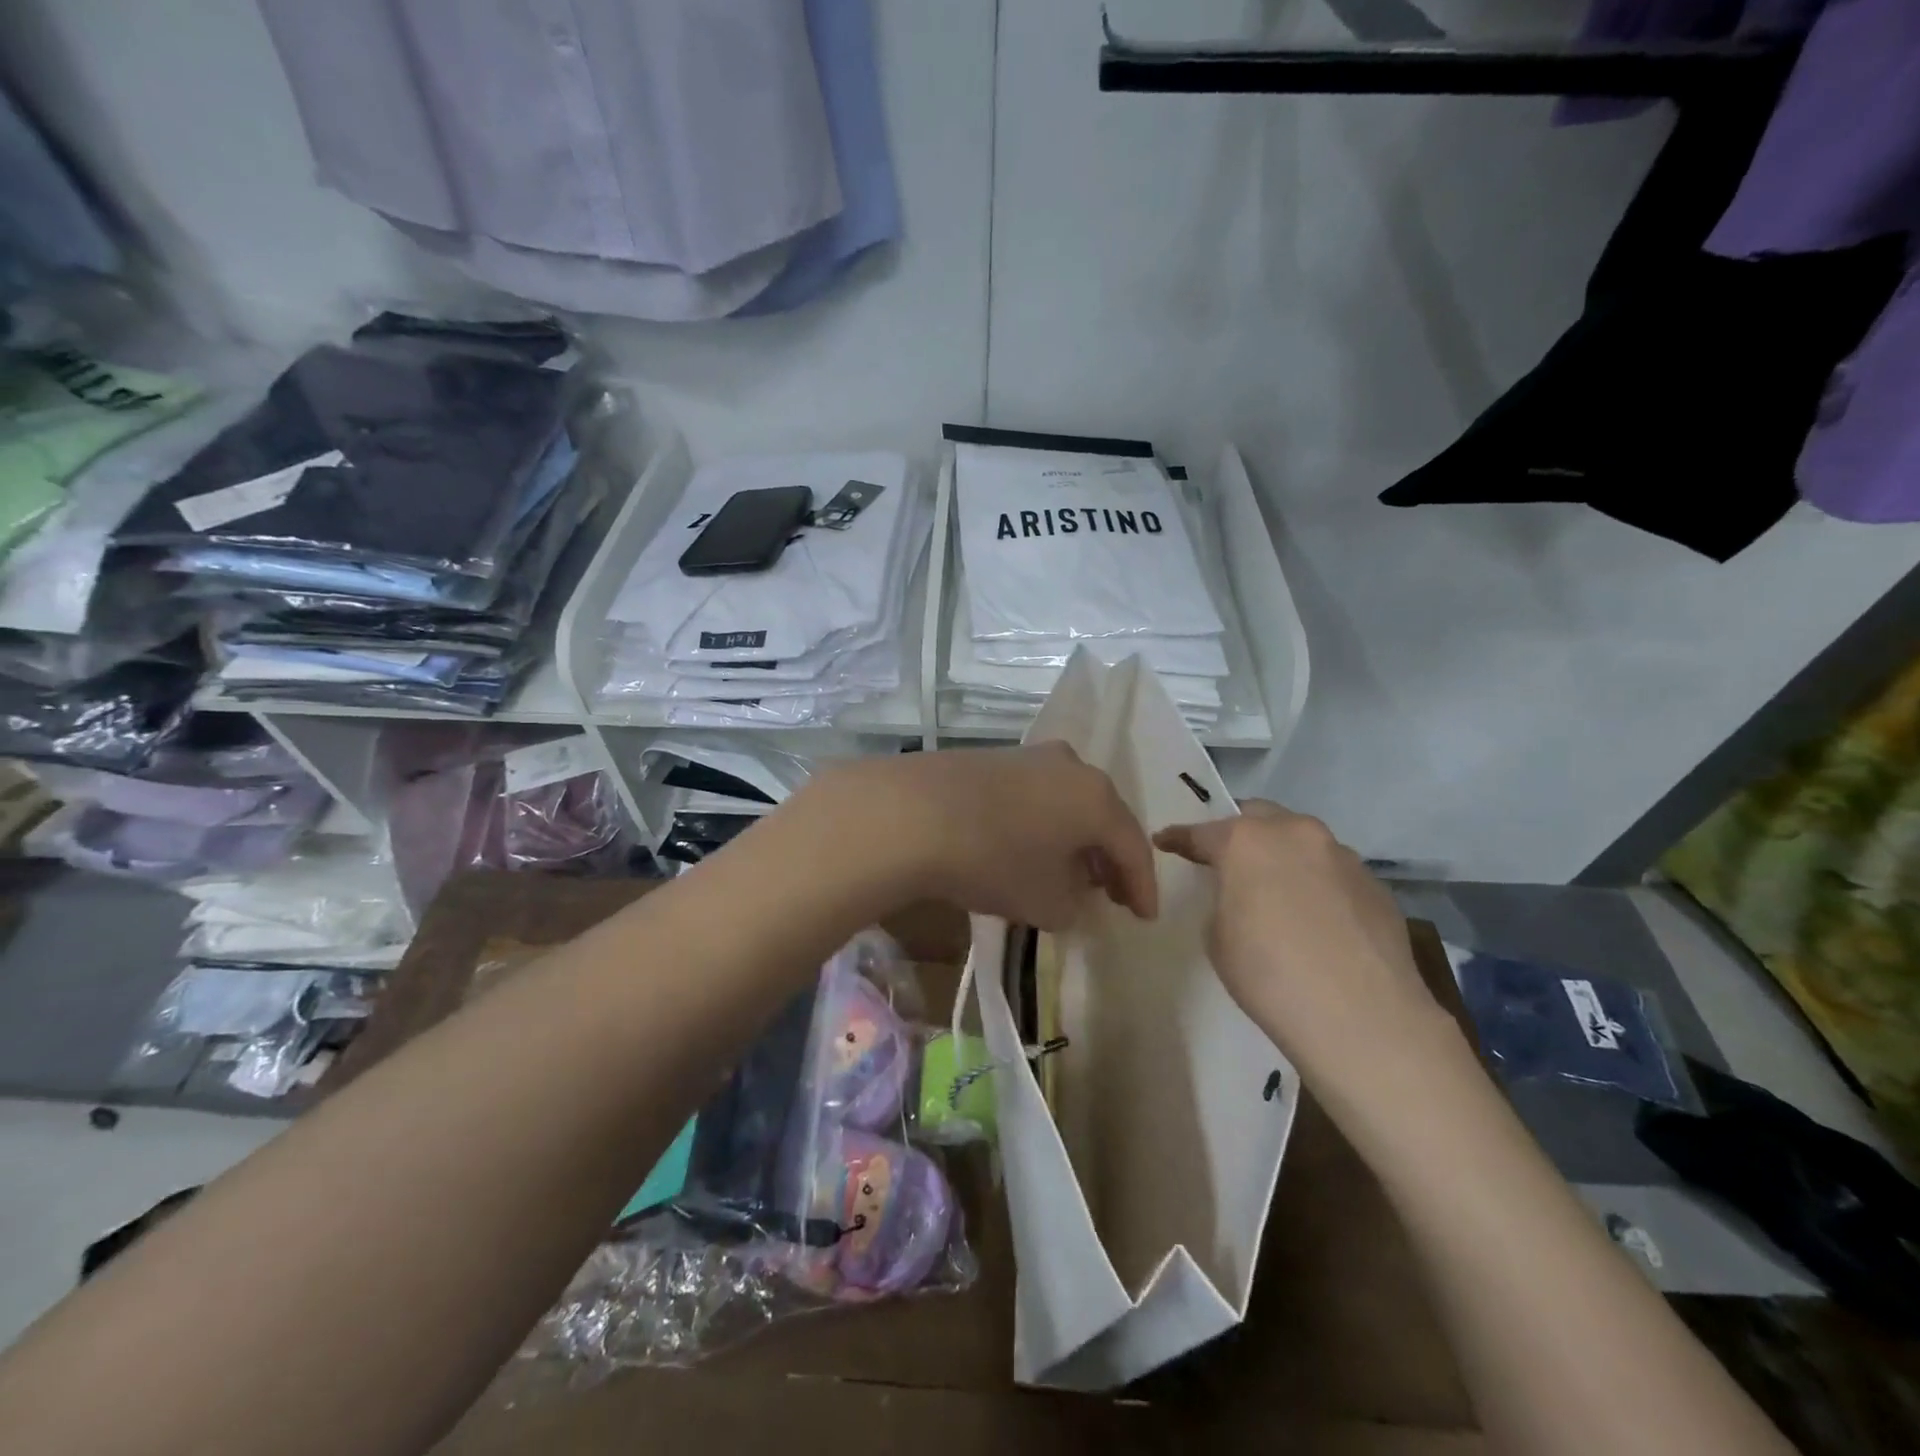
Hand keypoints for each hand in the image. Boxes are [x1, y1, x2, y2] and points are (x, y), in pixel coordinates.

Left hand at [802, 744, 1157, 930]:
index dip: (1142, 887)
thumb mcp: (1045, 901)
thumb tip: (1076, 896)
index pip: (1133, 846)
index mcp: (1096, 798)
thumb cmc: (993, 860)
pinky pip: (1035, 794)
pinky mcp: (992, 758)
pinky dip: (1043, 823)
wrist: (911, 813)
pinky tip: (1028, 846)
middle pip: (1103, 817)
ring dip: (1075, 838)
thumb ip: (1074, 905)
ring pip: (1068, 802)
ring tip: (1070, 871)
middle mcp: (1070, 766)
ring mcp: (1029, 756)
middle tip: (1111, 894)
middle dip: (1109, 858)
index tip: (1143, 917)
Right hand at [1154, 801, 1451, 1082]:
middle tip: (1225, 859)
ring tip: (1276, 891)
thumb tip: (1245, 896)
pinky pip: (1333, 873)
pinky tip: (1316, 920)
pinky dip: (1317, 884)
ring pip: (1302, 842)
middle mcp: (1297, 835)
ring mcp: (1343, 857)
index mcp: (1247, 841)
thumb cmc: (1269, 974)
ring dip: (1283, 856)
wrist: (1363, 1018)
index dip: (1179, 838)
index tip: (1165, 841)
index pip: (1202, 832)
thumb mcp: (1218, 936)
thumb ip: (1225, 899)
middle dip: (1239, 833)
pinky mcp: (1376, 885)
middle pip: (1260, 817)